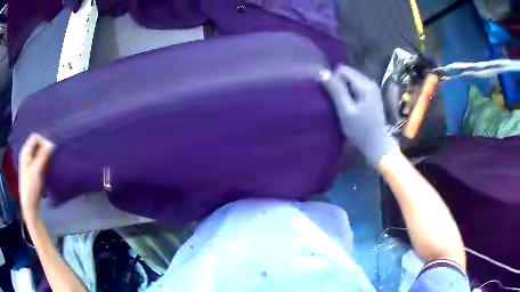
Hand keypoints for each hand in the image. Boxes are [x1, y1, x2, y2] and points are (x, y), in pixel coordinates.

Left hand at [18, 134, 54, 219]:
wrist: (29, 206)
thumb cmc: (31, 188)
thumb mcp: (37, 171)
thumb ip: (43, 156)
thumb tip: (51, 144)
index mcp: (25, 152)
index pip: (35, 137)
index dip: (43, 141)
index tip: (50, 151)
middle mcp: (26, 155)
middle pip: (36, 144)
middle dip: (44, 148)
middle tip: (51, 157)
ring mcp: (28, 163)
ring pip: (38, 152)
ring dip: (44, 155)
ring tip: (50, 163)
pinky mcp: (32, 170)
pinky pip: (38, 160)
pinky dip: (43, 161)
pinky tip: (47, 168)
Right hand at [321, 65, 397, 166]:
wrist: (377, 144)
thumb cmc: (360, 131)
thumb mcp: (345, 111)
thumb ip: (335, 90)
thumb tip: (321, 71)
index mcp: (365, 85)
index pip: (342, 70)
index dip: (333, 80)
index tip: (332, 97)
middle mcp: (370, 81)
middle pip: (348, 73)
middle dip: (339, 83)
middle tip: (338, 102)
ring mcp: (373, 87)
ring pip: (351, 78)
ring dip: (344, 88)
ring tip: (344, 104)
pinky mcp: (373, 93)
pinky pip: (357, 85)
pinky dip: (351, 92)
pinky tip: (351, 104)